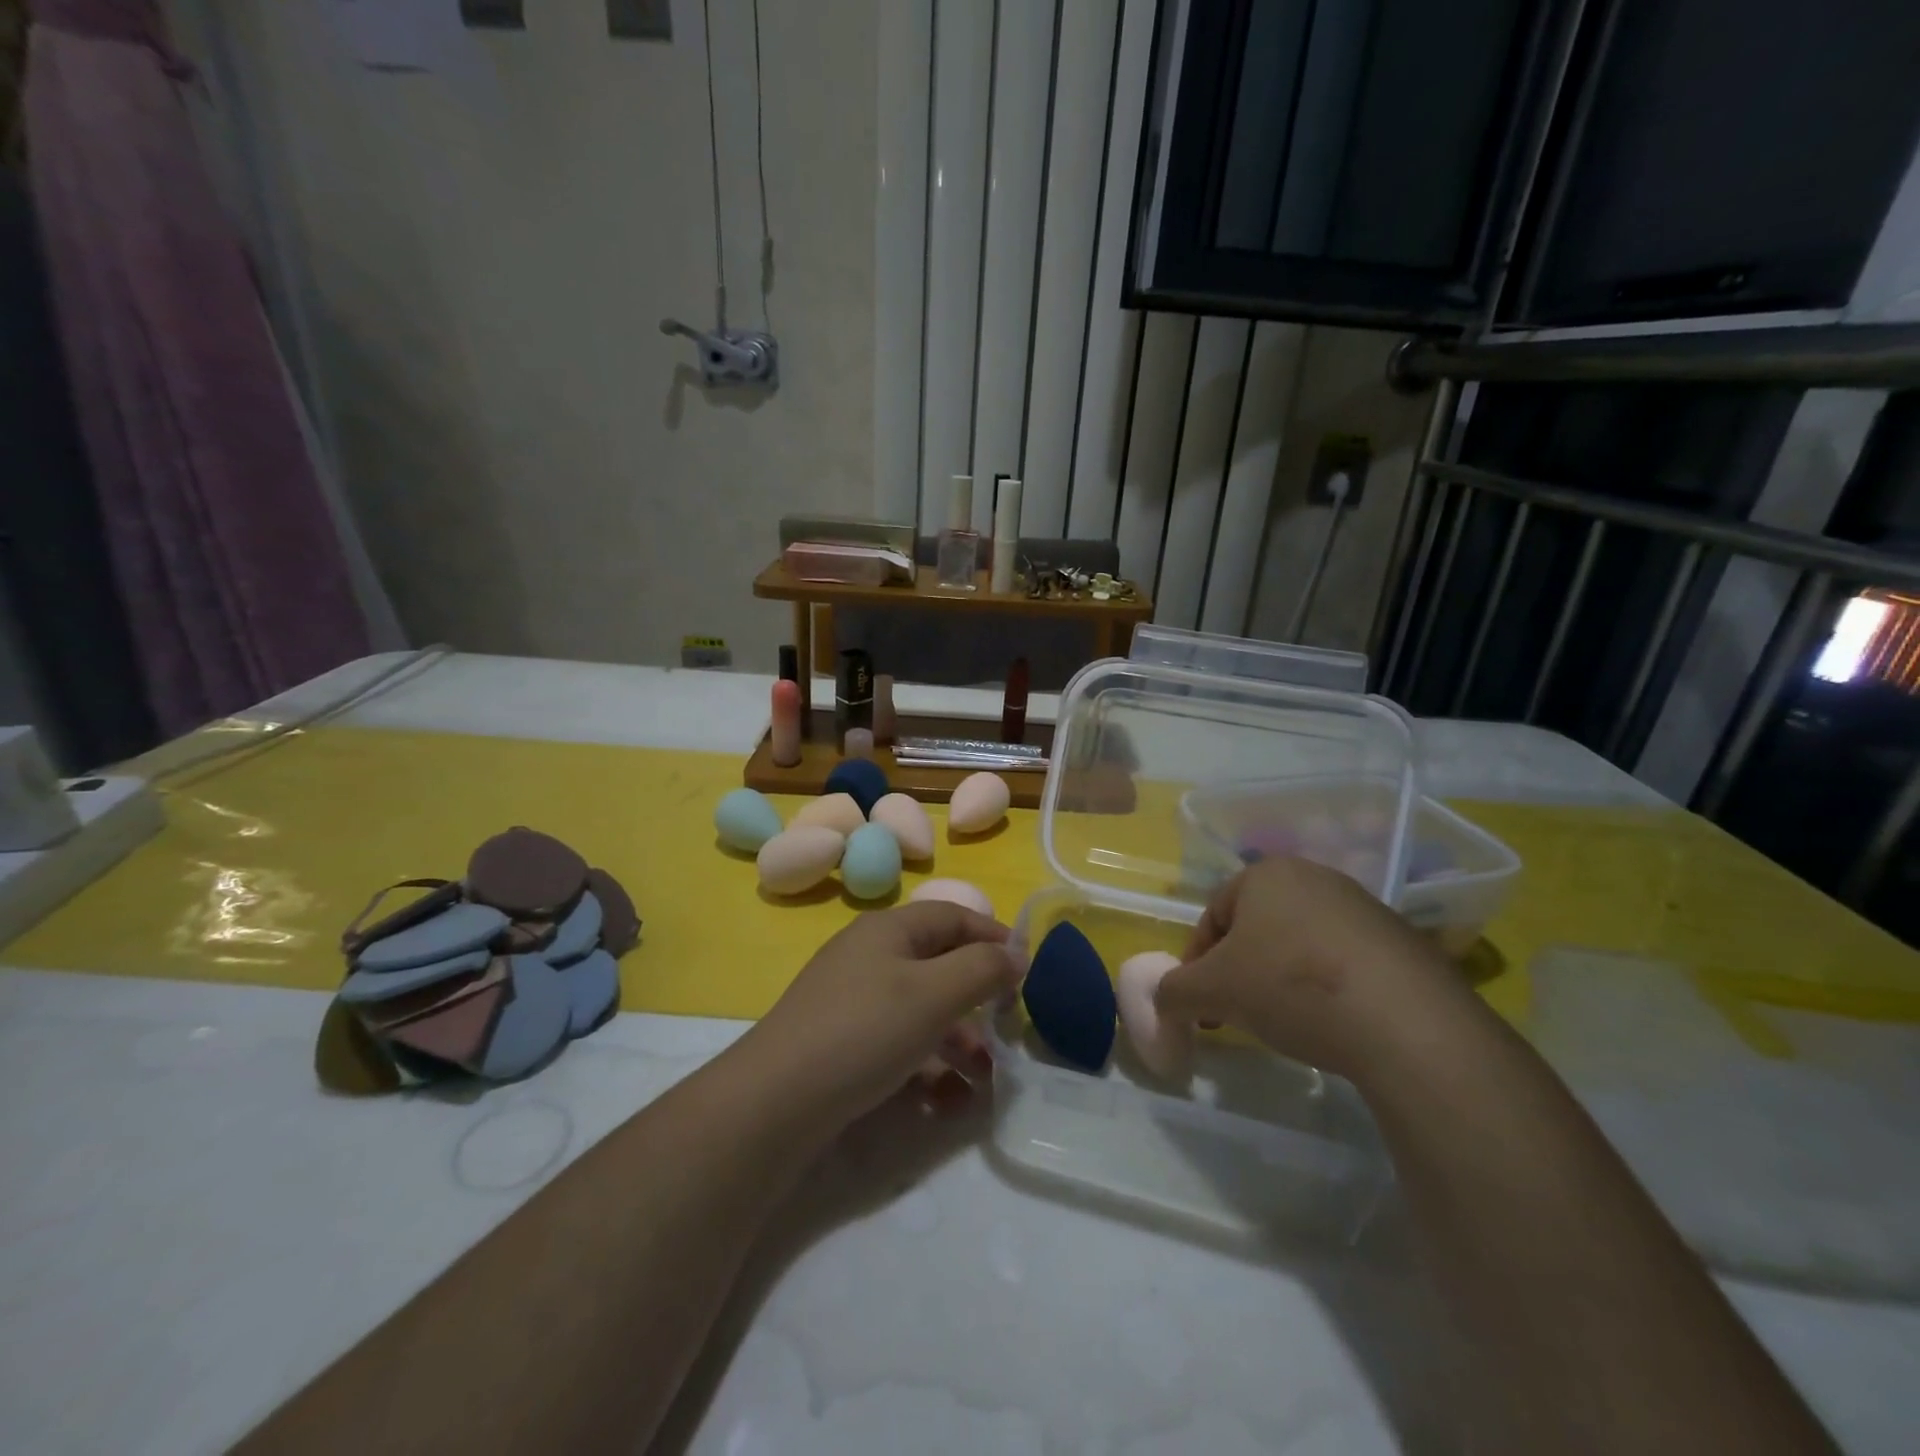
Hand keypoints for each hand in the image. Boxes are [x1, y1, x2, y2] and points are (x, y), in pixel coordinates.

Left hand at [739, 902, 1021, 1134]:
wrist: (775, 1102)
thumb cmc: (864, 1031)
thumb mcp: (934, 994)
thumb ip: (982, 969)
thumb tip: (1017, 952)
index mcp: (889, 931)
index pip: (952, 916)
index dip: (992, 936)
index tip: (1028, 968)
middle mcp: (869, 957)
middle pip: (938, 965)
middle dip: (977, 1000)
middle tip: (1007, 1029)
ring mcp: (852, 1001)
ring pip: (921, 1012)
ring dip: (957, 1043)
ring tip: (982, 1082)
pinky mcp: (842, 1044)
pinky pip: (897, 1045)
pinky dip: (926, 1068)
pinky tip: (943, 1103)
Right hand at [1154, 856, 1474, 1084]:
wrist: (1407, 1024)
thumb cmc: (1290, 986)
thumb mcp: (1211, 991)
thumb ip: (1173, 992)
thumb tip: (1163, 1003)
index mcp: (1266, 873)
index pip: (1213, 915)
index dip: (1197, 962)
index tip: (1200, 1004)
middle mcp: (1316, 878)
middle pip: (1257, 928)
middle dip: (1239, 971)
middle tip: (1236, 1013)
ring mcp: (1365, 908)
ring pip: (1299, 946)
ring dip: (1281, 981)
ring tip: (1285, 1024)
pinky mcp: (1403, 944)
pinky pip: (1344, 964)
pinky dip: (1326, 990)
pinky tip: (1332, 1025)